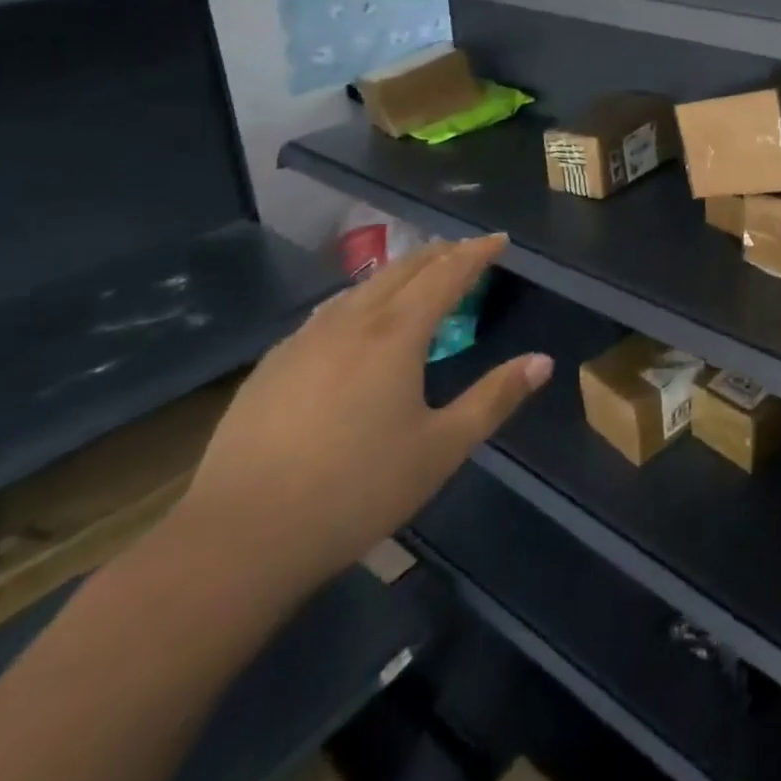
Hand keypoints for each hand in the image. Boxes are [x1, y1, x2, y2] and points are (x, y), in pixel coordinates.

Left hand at [170, 236, 548, 600]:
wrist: (238, 541)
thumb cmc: (355, 491)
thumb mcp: (441, 449)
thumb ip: (494, 399)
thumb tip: (543, 361)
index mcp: (396, 334)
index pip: (446, 274)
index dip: (476, 253)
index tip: (499, 239)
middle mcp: (350, 322)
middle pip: (402, 269)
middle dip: (439, 253)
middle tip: (465, 250)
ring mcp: (304, 341)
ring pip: (361, 287)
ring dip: (397, 273)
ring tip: (416, 276)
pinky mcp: (271, 366)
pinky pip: (328, 313)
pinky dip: (359, 300)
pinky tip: (352, 322)